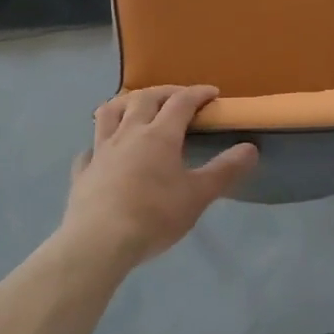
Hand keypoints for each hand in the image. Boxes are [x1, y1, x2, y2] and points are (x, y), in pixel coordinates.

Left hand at [59, 85, 257, 271]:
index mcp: (159, 135)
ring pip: (109, 113)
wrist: (99, 241)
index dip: (198, 93)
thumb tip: (250, 147)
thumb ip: (225, 170)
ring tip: (136, 106)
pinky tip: (101, 152)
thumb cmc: (155, 216)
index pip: (181, 102)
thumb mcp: (198, 195)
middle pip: (144, 99)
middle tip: (178, 96)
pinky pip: (89, 149)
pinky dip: (98, 144)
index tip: (212, 93)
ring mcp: (101, 151)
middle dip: (164, 91)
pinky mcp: (83, 172)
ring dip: (125, 103)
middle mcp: (128, 134)